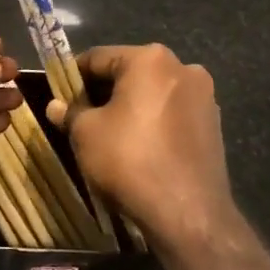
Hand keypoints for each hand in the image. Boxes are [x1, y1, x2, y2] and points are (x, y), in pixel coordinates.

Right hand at [48, 44, 233, 247]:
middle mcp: (183, 67)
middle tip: (80, 117)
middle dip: (104, 92)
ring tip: (109, 135)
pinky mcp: (214, 124)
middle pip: (130, 73)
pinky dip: (153, 122)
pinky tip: (140, 147)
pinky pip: (173, 114)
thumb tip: (56, 105)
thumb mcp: (86, 134)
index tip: (59, 96)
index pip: (98, 57)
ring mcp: (204, 96)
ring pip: (153, 93)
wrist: (187, 212)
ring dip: (130, 107)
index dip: (73, 76)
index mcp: (150, 59)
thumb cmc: (129, 160)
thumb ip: (70, 112)